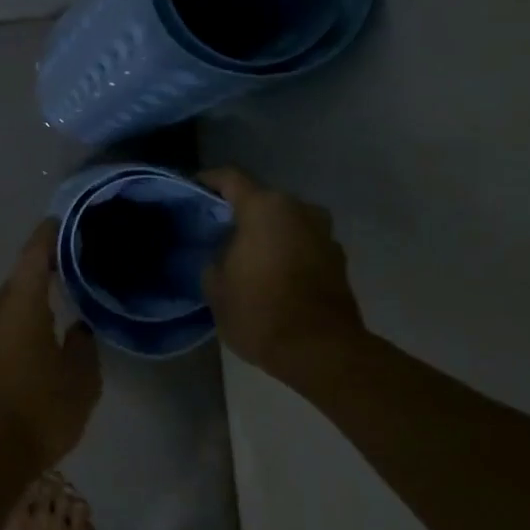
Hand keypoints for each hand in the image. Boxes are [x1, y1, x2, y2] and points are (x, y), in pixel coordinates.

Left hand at [0, 219, 101, 471]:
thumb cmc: (39, 411)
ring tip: (51, 311)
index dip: (46, 237)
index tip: (57, 222)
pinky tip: (28, 350)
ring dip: (24, 307)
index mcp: (20, 308)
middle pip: (16, 284)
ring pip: (4, 313)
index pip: (32, 258)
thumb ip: (82, 347)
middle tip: (64, 269)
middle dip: (38, 274)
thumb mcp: (80, 381)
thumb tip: (79, 328)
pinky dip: (13, 333)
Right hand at [199, 167, 365, 381]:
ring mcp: (324, 234)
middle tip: (216, 230)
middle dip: (240, 212)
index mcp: (265, 208)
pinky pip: (303, 244)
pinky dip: (286, 251)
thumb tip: (225, 253)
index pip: (230, 178)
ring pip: (286, 222)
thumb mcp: (215, 285)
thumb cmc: (259, 311)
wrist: (320, 351)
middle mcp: (299, 210)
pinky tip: (271, 273)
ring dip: (267, 233)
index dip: (208, 181)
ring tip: (245, 254)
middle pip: (262, 200)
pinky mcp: (338, 259)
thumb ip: (216, 257)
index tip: (192, 190)